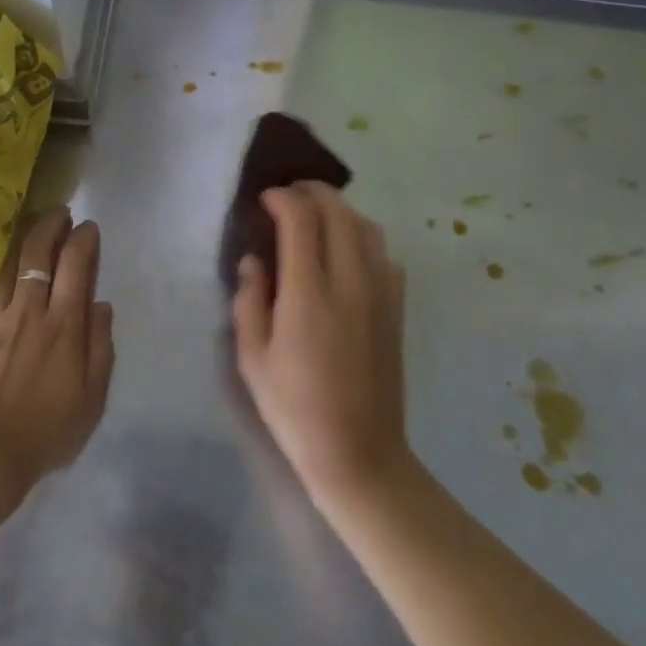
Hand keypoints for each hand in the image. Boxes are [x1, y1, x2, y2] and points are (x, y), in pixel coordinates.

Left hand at [0, 207, 114, 512]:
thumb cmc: (47, 431)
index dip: (84, 239)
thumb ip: (100, 346)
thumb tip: (101, 304)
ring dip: (23, 239)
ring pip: (8, 263)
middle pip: (38, 252)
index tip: (89, 228)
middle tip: (61, 214)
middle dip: (51, 225)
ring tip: (33, 227)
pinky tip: (0, 264)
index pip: (76, 264)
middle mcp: (29, 310)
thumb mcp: (93, 397)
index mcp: (63, 325)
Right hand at [233, 182, 408, 507]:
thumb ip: (249, 300)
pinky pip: (383, 253)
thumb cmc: (295, 408)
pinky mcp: (396, 308)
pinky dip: (362, 237)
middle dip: (311, 192)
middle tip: (288, 196)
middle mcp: (350, 281)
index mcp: (310, 293)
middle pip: (338, 211)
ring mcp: (380, 293)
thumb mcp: (252, 358)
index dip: (281, 198)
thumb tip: (254, 260)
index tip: (264, 200)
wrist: (359, 453)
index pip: (301, 219)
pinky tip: (345, 254)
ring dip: (339, 210)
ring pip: (366, 226)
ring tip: (316, 218)